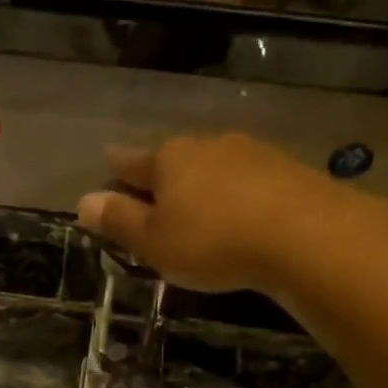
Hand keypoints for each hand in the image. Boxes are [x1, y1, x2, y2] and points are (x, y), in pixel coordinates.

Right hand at [78, 134, 347, 292]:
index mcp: (169, 159)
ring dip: (204, 186)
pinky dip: (238, 196)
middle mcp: (208, 146)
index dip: (117, 168)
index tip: (109, 162)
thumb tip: (83, 201)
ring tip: (200, 209)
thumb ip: (118, 221)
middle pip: (176, 161)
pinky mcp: (287, 171)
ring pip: (215, 168)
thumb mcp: (153, 241)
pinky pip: (249, 182)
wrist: (304, 235)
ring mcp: (251, 154)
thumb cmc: (212, 241)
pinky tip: (242, 215)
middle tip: (156, 197)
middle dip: (164, 178)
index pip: (132, 162)